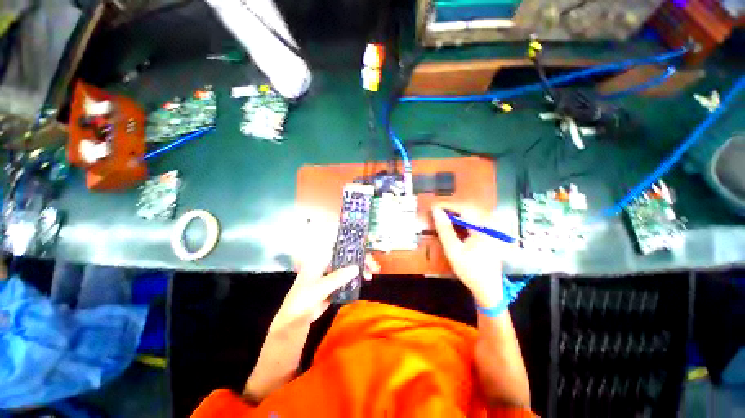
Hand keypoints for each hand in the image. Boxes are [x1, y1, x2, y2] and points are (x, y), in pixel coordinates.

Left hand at [270, 254, 379, 333]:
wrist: (296, 320)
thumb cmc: (303, 299)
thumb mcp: (320, 287)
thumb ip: (337, 277)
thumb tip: (356, 267)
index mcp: (320, 259)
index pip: (338, 246)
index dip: (352, 245)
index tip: (365, 249)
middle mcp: (327, 263)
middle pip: (347, 256)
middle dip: (361, 258)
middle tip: (373, 265)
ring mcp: (331, 273)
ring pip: (349, 266)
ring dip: (361, 268)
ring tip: (372, 273)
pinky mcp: (335, 284)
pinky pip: (348, 277)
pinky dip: (357, 277)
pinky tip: (365, 279)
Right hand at [432, 204, 503, 307]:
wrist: (488, 288)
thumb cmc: (470, 270)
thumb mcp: (453, 250)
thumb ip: (444, 229)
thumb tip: (436, 211)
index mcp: (482, 228)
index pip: (463, 208)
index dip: (447, 205)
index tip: (433, 207)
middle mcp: (489, 225)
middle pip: (468, 209)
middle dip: (451, 209)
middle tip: (436, 212)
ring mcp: (491, 230)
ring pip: (471, 215)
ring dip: (456, 214)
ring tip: (442, 217)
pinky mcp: (489, 234)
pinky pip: (474, 222)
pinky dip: (462, 221)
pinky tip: (454, 225)